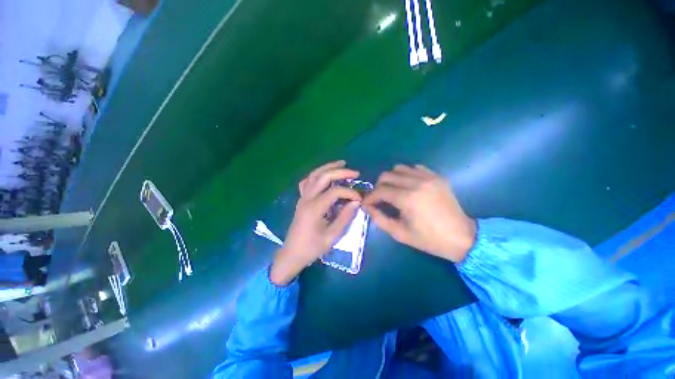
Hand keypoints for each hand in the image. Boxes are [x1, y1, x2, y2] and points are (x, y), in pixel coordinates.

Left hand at [270, 161, 361, 285]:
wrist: (292, 254)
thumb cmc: (312, 248)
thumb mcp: (332, 237)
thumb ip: (345, 218)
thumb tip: (356, 202)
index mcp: (314, 208)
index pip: (335, 192)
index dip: (350, 192)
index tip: (360, 198)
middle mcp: (307, 199)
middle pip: (323, 177)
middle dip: (340, 172)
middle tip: (355, 173)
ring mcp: (302, 197)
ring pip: (314, 175)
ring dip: (328, 167)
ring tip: (341, 164)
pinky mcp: (301, 200)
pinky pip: (307, 182)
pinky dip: (316, 175)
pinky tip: (324, 175)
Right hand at [363, 164, 475, 262]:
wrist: (462, 237)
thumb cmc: (429, 239)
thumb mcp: (400, 233)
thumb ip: (380, 219)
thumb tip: (367, 207)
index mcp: (407, 199)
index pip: (380, 191)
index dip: (370, 197)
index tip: (367, 203)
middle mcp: (417, 183)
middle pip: (387, 175)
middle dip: (378, 186)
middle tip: (379, 198)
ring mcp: (428, 177)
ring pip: (400, 168)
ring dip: (391, 178)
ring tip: (393, 190)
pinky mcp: (437, 177)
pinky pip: (415, 168)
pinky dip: (407, 174)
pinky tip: (408, 185)